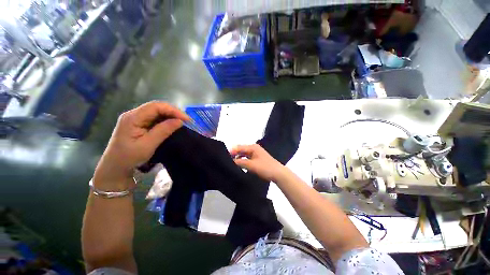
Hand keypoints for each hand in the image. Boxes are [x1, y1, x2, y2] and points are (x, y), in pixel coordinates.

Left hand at [94, 101, 188, 188]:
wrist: (115, 167)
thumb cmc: (129, 157)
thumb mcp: (147, 145)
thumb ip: (163, 131)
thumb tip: (179, 121)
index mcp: (132, 118)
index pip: (156, 106)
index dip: (173, 110)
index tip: (186, 119)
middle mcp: (133, 114)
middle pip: (157, 107)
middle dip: (173, 112)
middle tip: (187, 121)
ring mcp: (136, 118)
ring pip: (157, 111)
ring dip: (171, 115)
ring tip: (182, 122)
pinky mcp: (139, 123)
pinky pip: (155, 117)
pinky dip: (166, 120)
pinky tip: (172, 124)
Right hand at [230, 144, 285, 181]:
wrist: (278, 173)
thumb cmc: (265, 167)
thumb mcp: (251, 165)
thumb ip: (240, 162)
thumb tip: (231, 161)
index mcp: (252, 147)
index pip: (239, 147)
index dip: (231, 152)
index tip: (225, 158)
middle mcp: (254, 148)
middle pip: (241, 150)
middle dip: (234, 155)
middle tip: (227, 161)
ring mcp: (256, 153)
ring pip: (244, 154)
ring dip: (238, 158)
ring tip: (231, 164)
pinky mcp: (257, 159)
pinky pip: (247, 158)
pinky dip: (243, 161)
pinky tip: (239, 165)